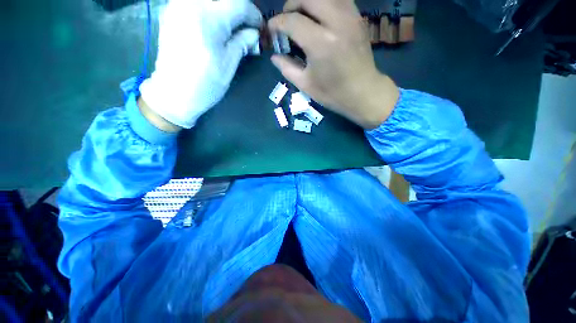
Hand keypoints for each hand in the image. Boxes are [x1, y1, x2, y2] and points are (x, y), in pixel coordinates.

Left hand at [139, 0, 262, 128]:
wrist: (173, 93)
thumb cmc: (205, 83)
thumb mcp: (229, 64)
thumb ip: (242, 43)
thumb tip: (254, 33)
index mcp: (208, 17)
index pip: (239, 4)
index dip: (254, 15)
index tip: (261, 28)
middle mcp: (191, 3)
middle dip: (240, 10)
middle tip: (248, 27)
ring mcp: (178, 5)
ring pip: (210, 0)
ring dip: (225, 9)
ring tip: (234, 27)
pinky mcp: (171, 13)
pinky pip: (197, 4)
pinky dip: (211, 10)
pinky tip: (217, 25)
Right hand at [268, 0, 398, 128]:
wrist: (363, 92)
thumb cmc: (333, 93)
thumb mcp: (306, 85)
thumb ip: (287, 68)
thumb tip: (274, 56)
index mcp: (320, 44)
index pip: (292, 21)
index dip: (277, 23)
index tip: (271, 29)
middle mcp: (336, 23)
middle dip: (291, 4)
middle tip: (286, 19)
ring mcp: (350, 17)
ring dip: (307, 1)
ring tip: (301, 16)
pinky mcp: (357, 17)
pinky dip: (324, 3)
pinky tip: (319, 16)